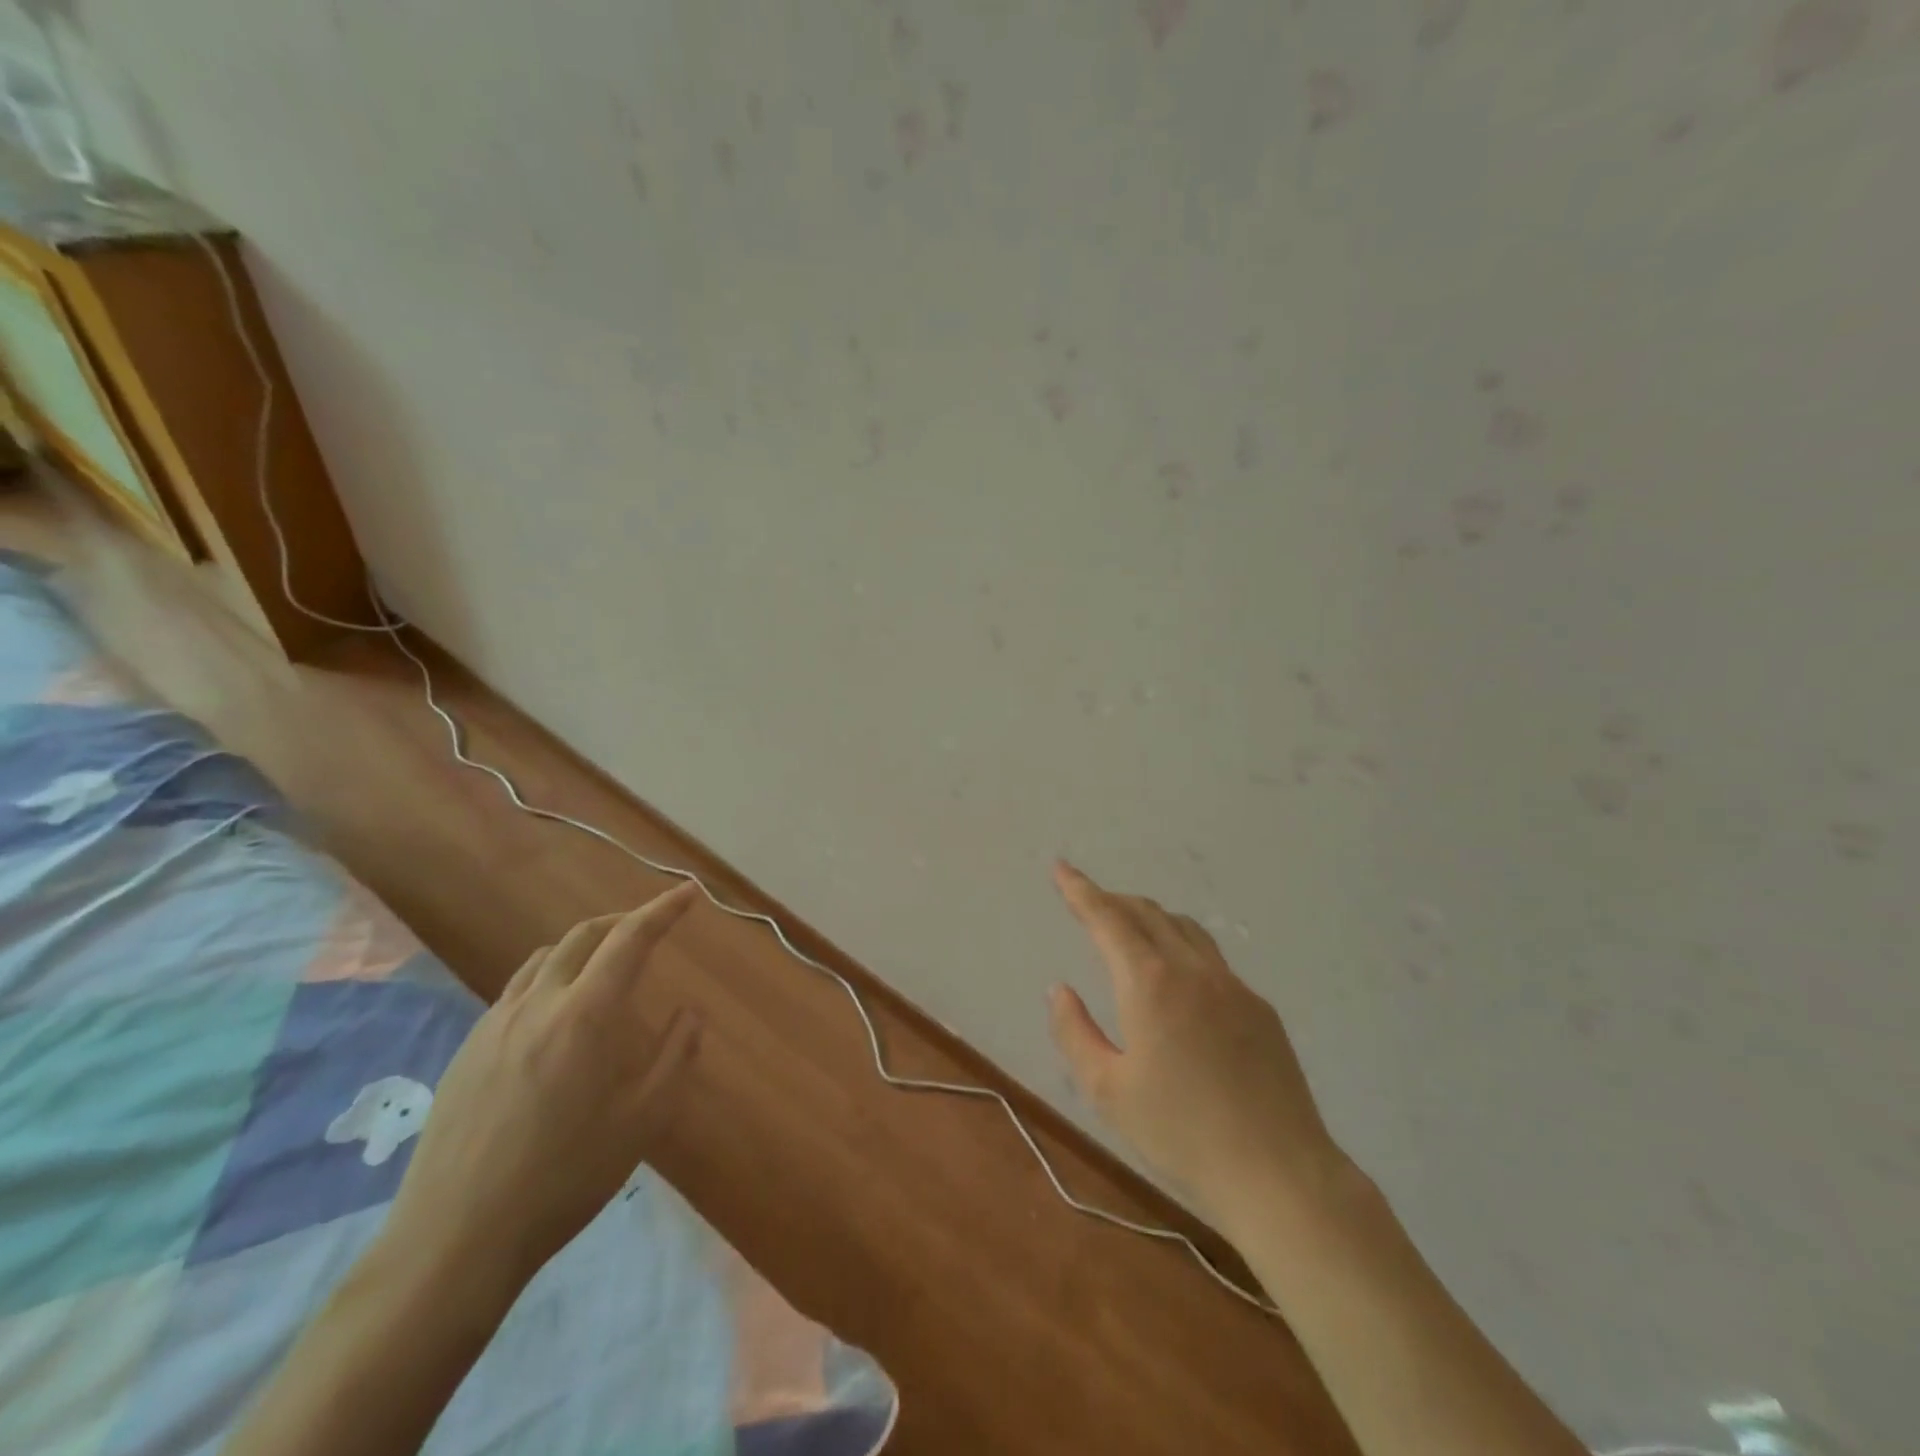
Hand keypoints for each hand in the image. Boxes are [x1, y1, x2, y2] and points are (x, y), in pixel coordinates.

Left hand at [384, 883, 703, 1284]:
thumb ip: (675, 1056)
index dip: (663, 910)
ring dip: (582, 946)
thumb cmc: (564, 1176)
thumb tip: (690, 1013)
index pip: (631, 939)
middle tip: (651, 926)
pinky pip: (516, 990)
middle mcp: (538, 1003)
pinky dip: (549, 977)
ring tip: (604, 965)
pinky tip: (555, 1016)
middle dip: (622, 920)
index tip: (688, 892)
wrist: (455, 1238)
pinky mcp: (467, 1050)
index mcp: (585, 1014)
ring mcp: (495, 1024)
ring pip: (544, 959)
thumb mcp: (642, 1119)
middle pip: (583, 936)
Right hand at [1047, 861, 1351, 1229]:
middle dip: (1112, 900)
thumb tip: (1060, 989)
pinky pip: (1211, 958)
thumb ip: (1074, 1032)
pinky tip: (1177, 979)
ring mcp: (1232, 986)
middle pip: (1148, 913)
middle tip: (1087, 900)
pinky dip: (1181, 946)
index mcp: (1150, 984)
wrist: (1278, 1173)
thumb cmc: (1181, 1134)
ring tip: (1129, 928)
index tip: (1061, 868)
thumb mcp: (1107, 1091)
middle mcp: (1192, 970)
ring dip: (1149, 917)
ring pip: (1184, 928)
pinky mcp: (1260, 1008)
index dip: (1080, 890)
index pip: (1108, 918)